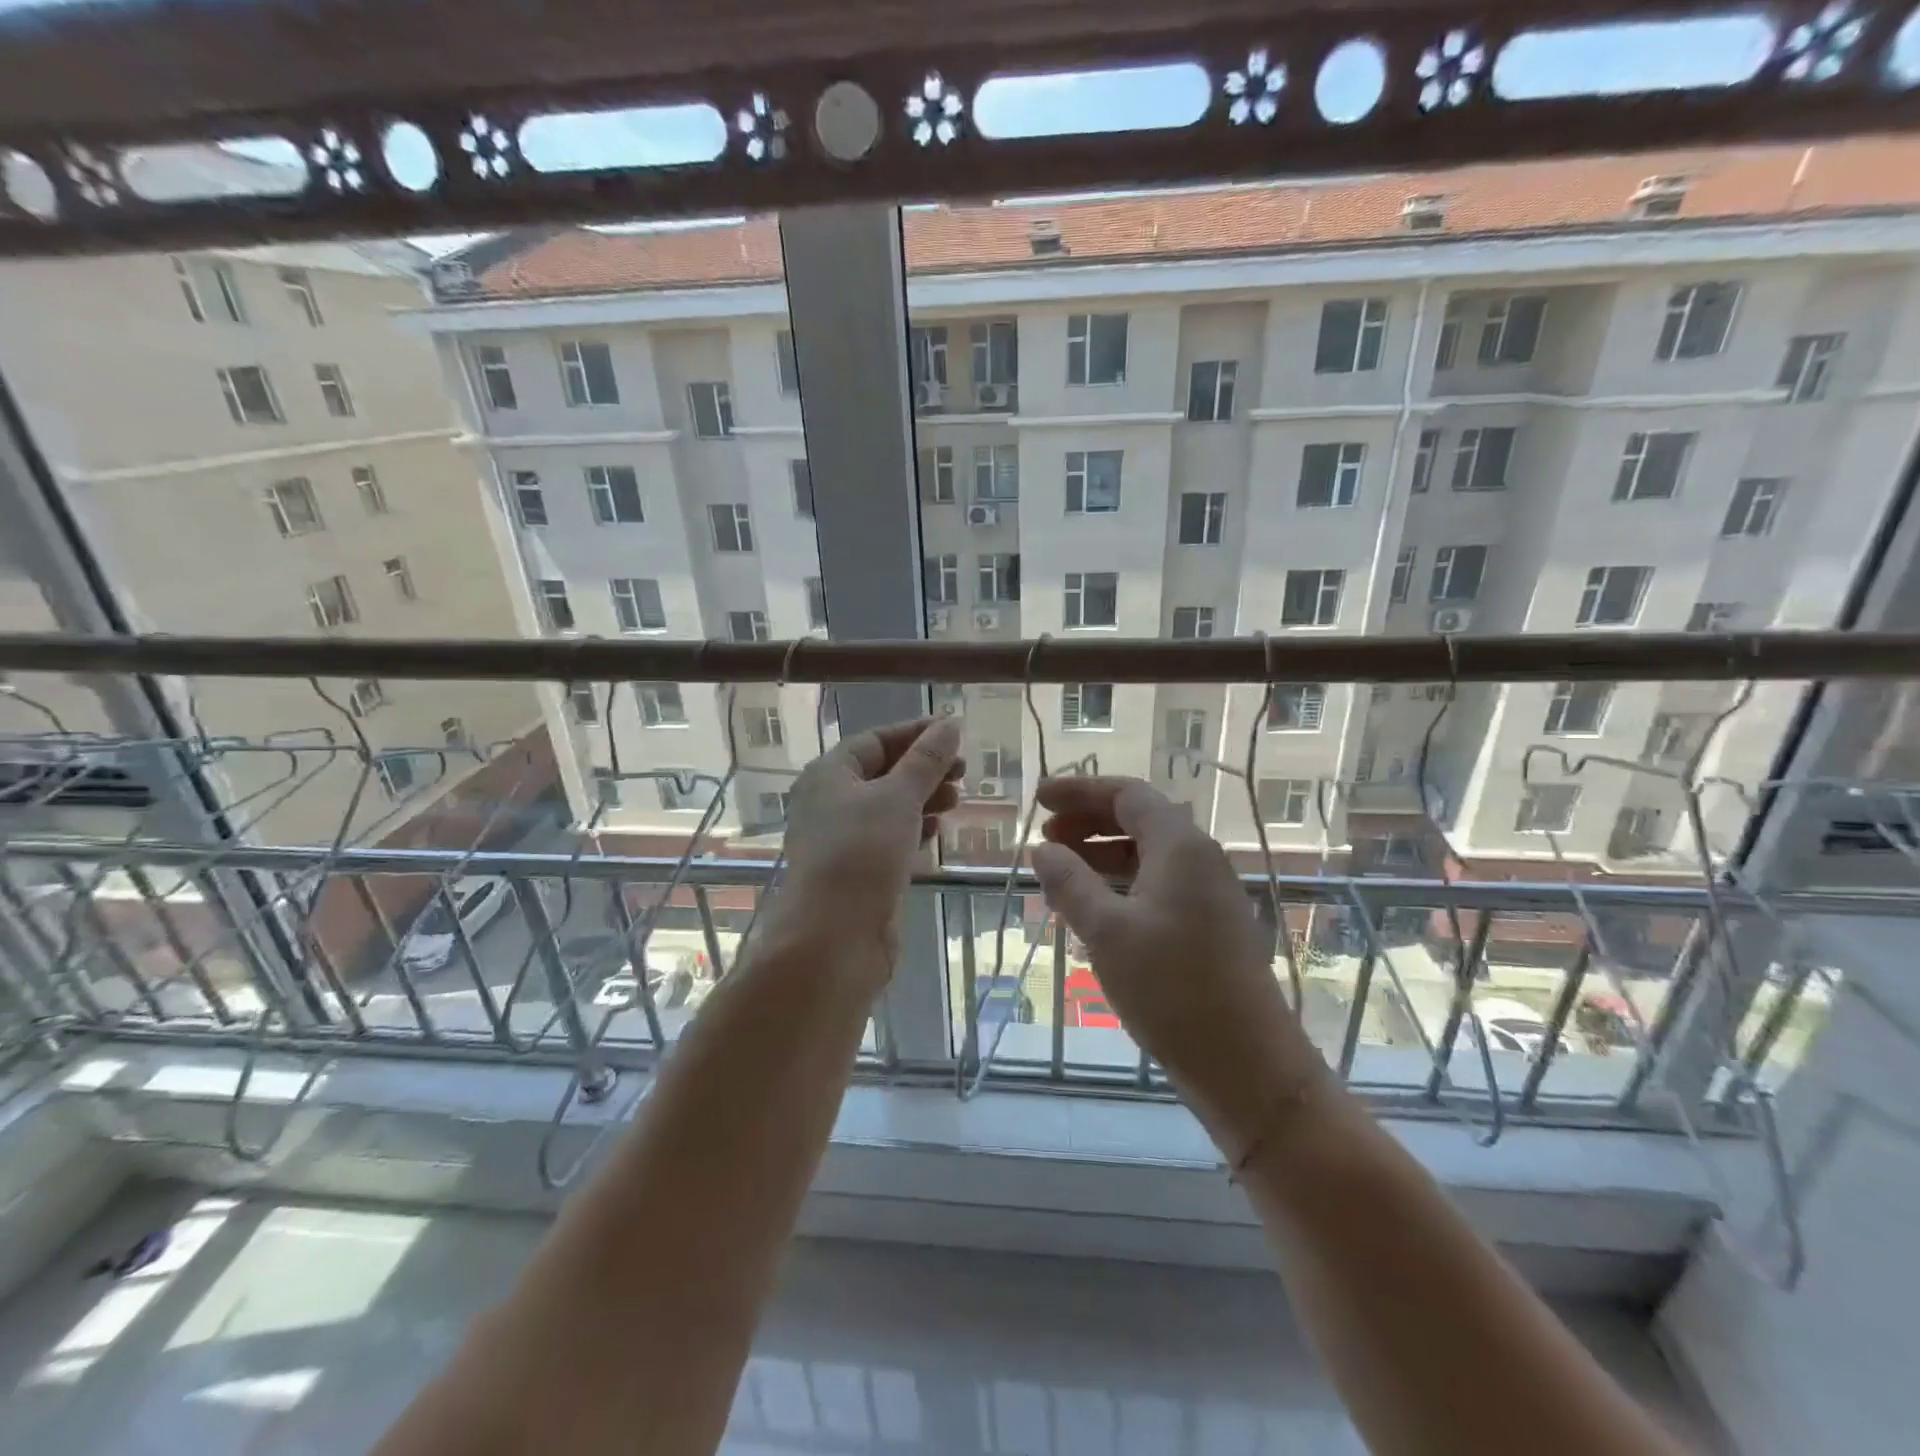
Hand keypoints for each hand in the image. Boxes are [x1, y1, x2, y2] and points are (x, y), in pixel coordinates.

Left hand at [771, 716, 963, 973]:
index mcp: (828, 774)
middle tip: (964, 772)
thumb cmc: (861, 854)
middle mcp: (830, 802)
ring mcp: (843, 839)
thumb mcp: (898, 797)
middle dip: (924, 769)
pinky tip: (935, 832)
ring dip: (923, 799)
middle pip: (883, 772)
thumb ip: (927, 760)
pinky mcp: (858, 871)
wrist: (833, 939)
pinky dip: (913, 830)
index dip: (916, 733)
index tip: (956, 732)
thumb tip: (950, 723)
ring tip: (956, 801)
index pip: (875, 740)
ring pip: (889, 807)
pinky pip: (889, 839)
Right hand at [1029, 776, 1325, 1154]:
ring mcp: (1210, 894)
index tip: (1039, 801)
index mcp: (1180, 846)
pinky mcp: (1212, 927)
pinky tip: (1095, 911)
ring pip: (1148, 856)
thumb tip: (1042, 849)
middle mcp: (1201, 859)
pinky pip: (1159, 887)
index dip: (1079, 791)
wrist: (1246, 1064)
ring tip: (1060, 875)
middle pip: (1139, 820)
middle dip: (1088, 823)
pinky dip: (1122, 886)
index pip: (1127, 795)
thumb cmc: (1171, 988)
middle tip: (1044, 838)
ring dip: (1102, 856)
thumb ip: (1070, 883)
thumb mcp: (1107, 931)